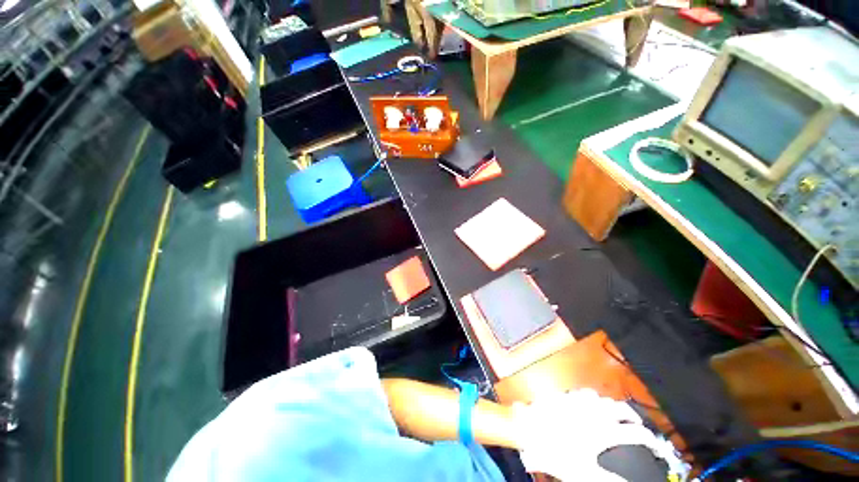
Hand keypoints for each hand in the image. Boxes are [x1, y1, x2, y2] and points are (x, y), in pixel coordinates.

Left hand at [512, 388, 663, 481]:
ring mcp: (579, 400)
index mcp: (604, 431)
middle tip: (637, 424)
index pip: (636, 434)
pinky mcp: (565, 394)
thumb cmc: (555, 452)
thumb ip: (608, 479)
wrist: (529, 427)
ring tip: (615, 414)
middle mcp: (595, 411)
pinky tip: (590, 403)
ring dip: (611, 405)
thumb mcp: (584, 473)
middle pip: (622, 409)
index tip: (655, 446)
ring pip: (603, 398)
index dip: (650, 441)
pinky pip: (584, 392)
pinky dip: (592, 397)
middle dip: (633, 416)